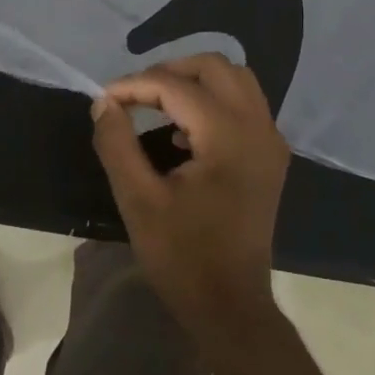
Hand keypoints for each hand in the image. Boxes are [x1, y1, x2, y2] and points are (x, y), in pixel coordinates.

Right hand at [90, 54, 289, 330]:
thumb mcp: (137, 199)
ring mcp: (270, 143)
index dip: (134, 85)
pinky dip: (211, 101)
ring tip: (155, 104)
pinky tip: (181, 132)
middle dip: (169, 71)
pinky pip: (243, 106)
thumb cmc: (181, 256)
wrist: (230, 306)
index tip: (103, 99)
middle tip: (132, 94)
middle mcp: (258, 129)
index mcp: (228, 137)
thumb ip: (117, 143)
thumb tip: (104, 103)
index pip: (176, 87)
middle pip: (216, 67)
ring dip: (193, 82)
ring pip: (235, 81)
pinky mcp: (270, 158)